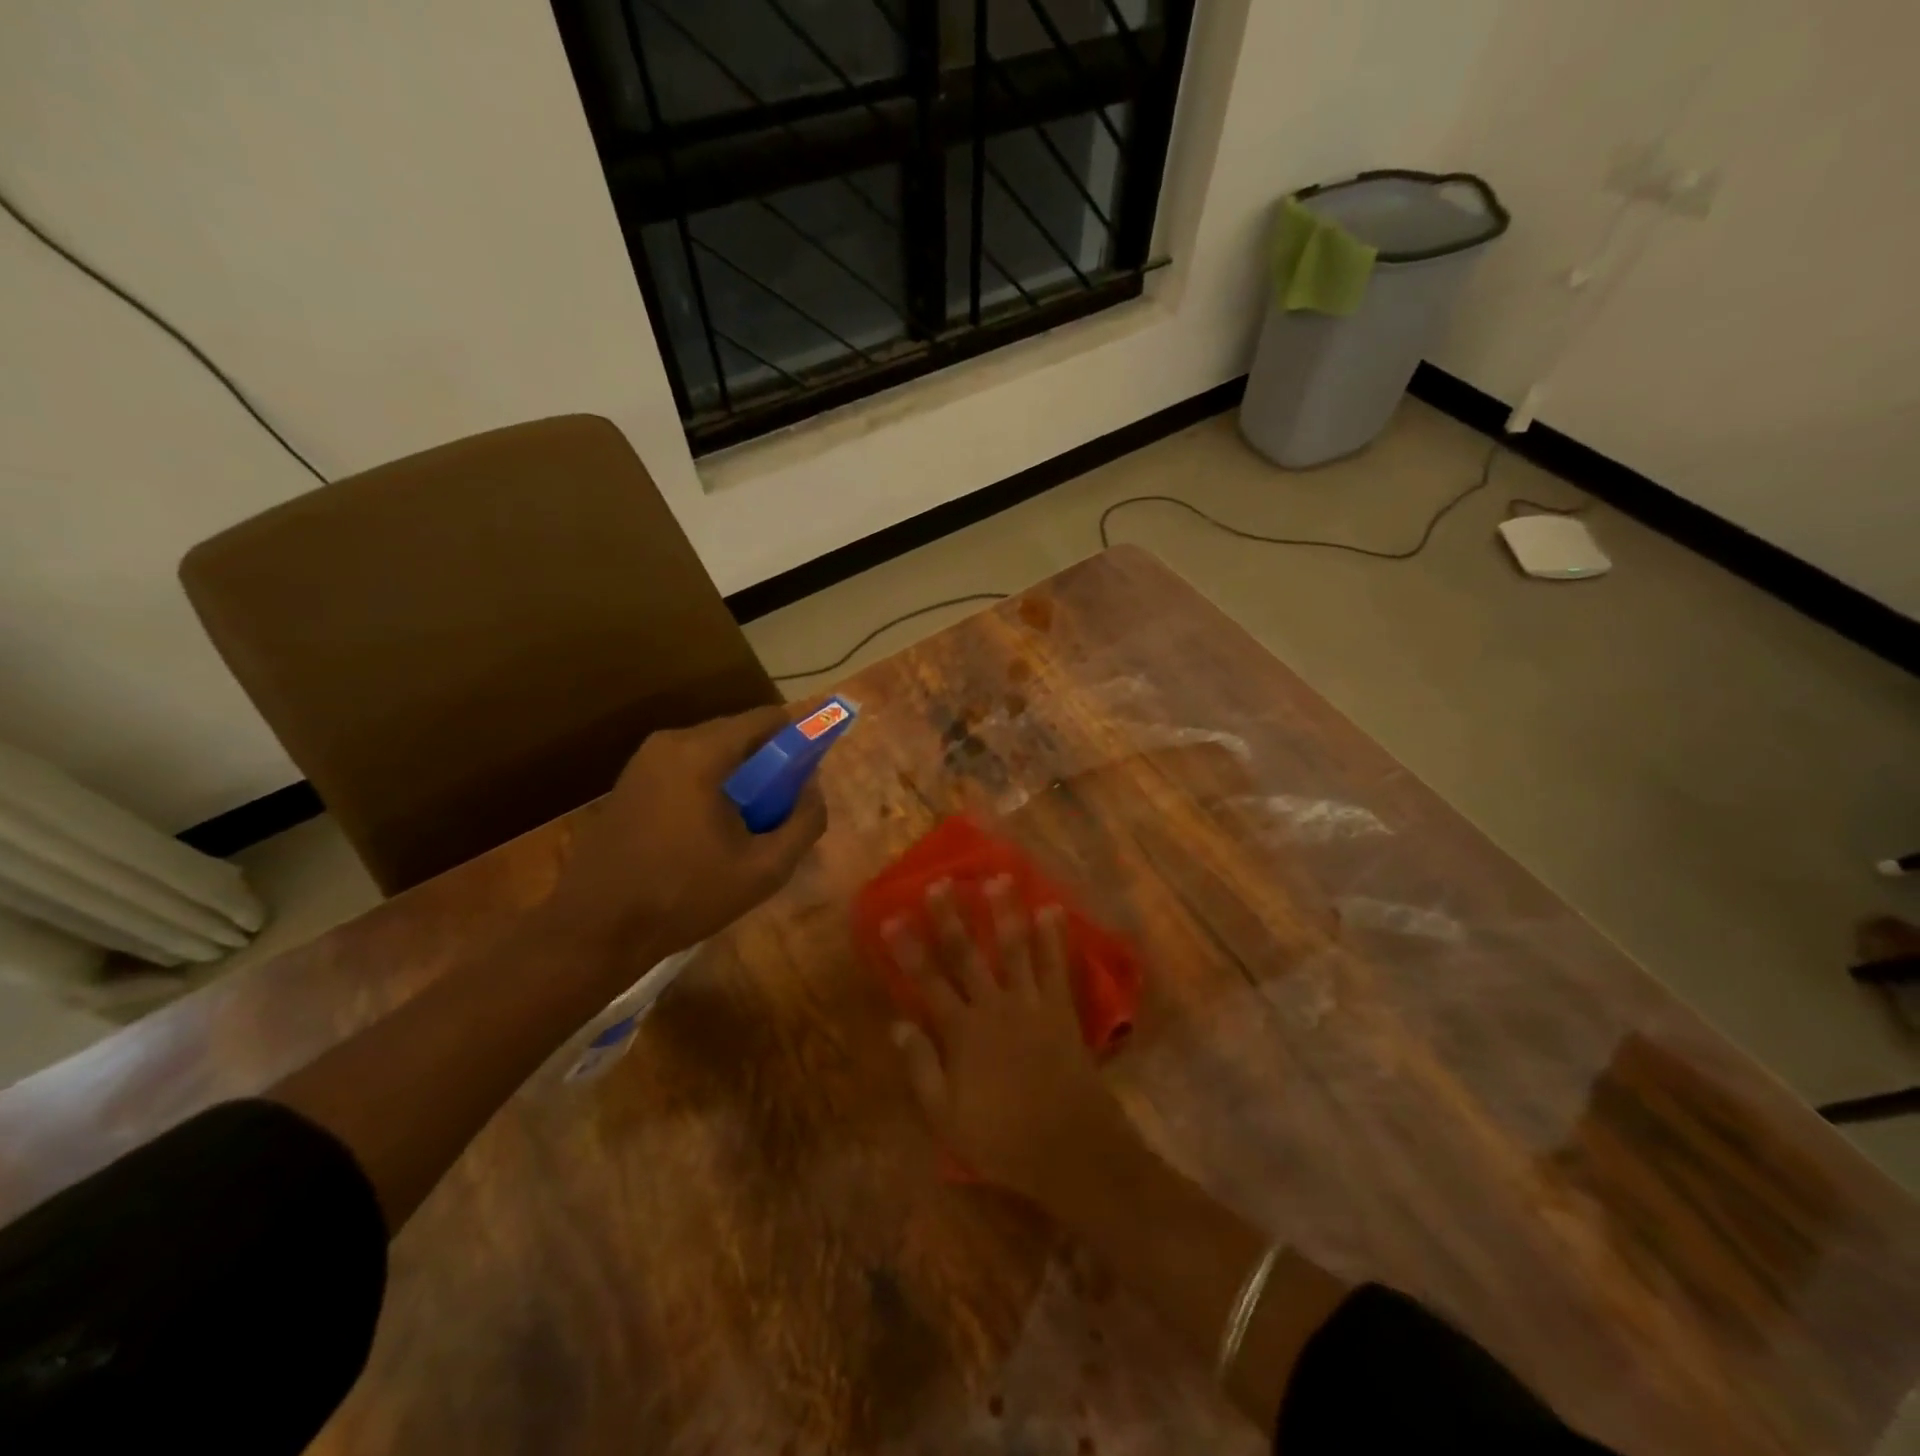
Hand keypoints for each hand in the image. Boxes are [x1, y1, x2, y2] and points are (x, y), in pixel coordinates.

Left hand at [546, 705, 828, 958]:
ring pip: (713, 753)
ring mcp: (644, 761)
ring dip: (739, 779)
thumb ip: (804, 822)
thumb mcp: (765, 869)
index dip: (799, 739)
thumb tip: (813, 789)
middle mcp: (670, 742)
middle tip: (780, 811)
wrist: (596, 929)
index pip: (767, 719)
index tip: (809, 774)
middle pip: (740, 734)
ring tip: (747, 828)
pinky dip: (710, 787)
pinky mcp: (630, 782)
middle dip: (768, 765)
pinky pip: (687, 769)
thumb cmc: (685, 896)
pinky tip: (710, 834)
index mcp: (702, 752)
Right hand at [885, 877, 1139, 1204]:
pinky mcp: (1061, 1010)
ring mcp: (1031, 1004)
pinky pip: (1056, 967)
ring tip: (999, 878)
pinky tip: (1052, 910)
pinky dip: (1053, 938)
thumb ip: (921, 1067)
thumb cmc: (1001, 1137)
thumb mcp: (946, 1116)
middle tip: (942, 882)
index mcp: (962, 1032)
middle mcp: (994, 1007)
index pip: (927, 981)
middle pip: (967, 954)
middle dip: (951, 917)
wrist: (1069, 1148)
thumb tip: (897, 1025)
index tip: (893, 916)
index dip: (908, 948)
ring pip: (1014, 949)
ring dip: (1005, 912)